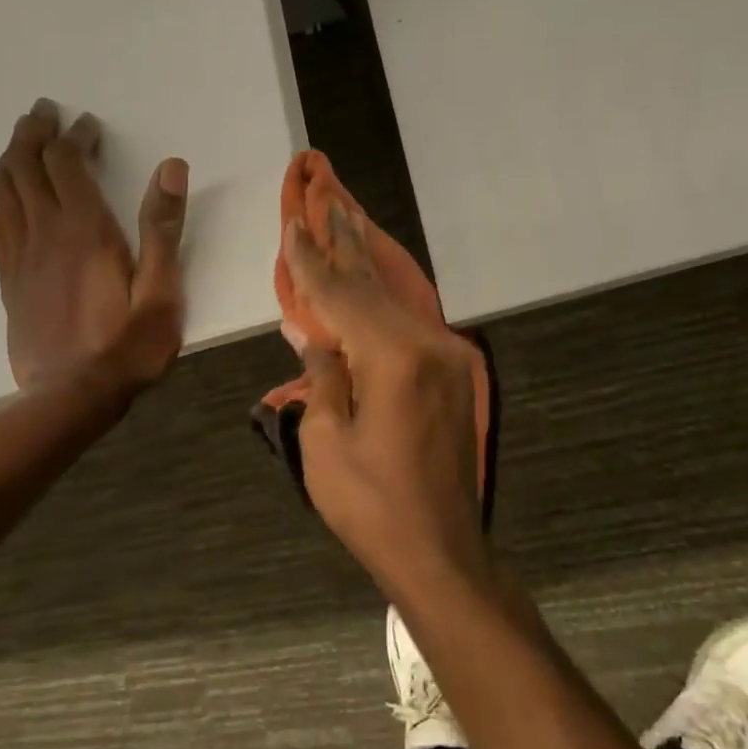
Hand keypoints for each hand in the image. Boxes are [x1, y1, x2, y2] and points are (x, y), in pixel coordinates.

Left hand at [0, 98, 188, 394]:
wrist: (70, 398)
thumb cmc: (126, 346)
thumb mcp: (161, 290)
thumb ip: (163, 228)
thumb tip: (171, 167)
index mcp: (84, 229)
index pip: (67, 162)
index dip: (75, 136)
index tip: (88, 124)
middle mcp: (44, 232)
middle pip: (24, 165)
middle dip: (32, 132)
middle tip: (43, 112)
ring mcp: (19, 256)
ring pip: (2, 190)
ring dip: (11, 158)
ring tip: (24, 144)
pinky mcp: (8, 280)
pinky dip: (1, 199)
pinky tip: (10, 202)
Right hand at [282, 204, 485, 597]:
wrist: (441, 551)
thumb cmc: (371, 506)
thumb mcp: (325, 442)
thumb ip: (322, 375)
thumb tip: (316, 334)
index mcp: (394, 358)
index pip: (341, 297)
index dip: (311, 262)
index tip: (293, 224)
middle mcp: (429, 344)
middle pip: (374, 285)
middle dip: (345, 243)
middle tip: (327, 197)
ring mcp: (449, 357)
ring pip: (396, 301)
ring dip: (366, 266)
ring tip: (347, 222)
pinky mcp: (454, 374)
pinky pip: (410, 325)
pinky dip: (384, 302)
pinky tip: (371, 283)